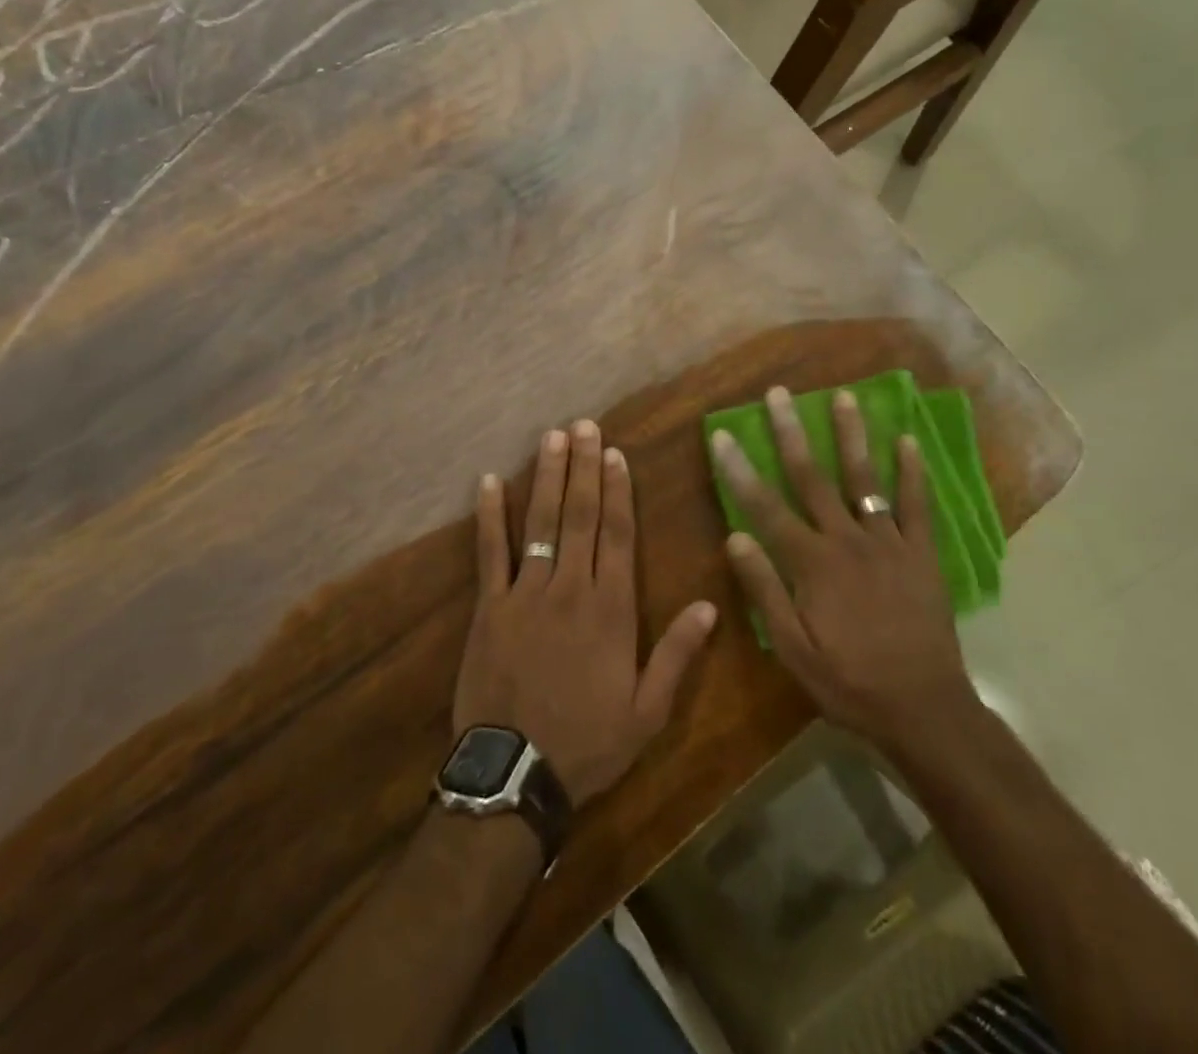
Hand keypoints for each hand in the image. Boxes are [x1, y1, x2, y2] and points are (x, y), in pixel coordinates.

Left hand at [455, 420, 718, 806]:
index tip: (616, 453)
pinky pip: (490, 552)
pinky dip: (489, 515)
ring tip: (552, 437)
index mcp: (611, 609)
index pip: (618, 535)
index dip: (618, 490)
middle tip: (585, 425)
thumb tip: (709, 604)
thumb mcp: (648, 711)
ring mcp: (526, 592)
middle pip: (579, 515)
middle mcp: (570, 588)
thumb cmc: (588, 742)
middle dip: (584, 467)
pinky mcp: (490, 606)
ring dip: (546, 476)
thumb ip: (678, 654)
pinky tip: (488, 481)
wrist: (516, 773)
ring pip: (540, 522)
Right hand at [712, 386, 976, 751]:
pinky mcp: (921, 554)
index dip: (739, 469)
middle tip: (779, 393)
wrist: (924, 709)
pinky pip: (917, 505)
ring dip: (852, 435)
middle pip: (813, 477)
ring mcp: (888, 543)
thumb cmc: (849, 681)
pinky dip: (912, 472)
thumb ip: (764, 590)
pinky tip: (907, 440)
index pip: (765, 506)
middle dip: (792, 432)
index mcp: (812, 563)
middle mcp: (847, 540)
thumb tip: (734, 537)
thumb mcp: (793, 649)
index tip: (722, 434)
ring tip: (843, 396)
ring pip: (865, 479)